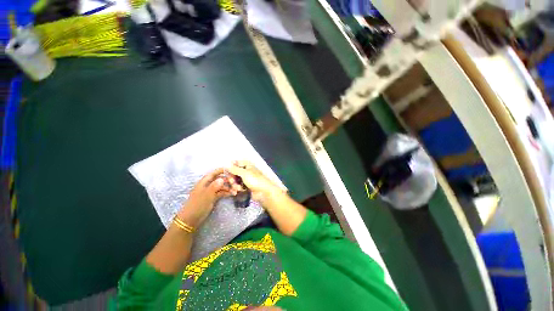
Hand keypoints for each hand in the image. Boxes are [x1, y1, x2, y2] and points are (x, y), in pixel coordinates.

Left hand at [177, 168, 233, 227]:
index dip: (222, 170)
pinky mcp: (213, 198)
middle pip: (219, 179)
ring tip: (237, 190)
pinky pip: (221, 192)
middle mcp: (208, 185)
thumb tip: (222, 178)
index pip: (214, 173)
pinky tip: (233, 194)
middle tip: (236, 183)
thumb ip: (214, 186)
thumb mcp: (206, 195)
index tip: (231, 169)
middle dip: (228, 180)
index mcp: (204, 182)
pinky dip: (227, 192)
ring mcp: (211, 192)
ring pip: (222, 186)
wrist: (191, 220)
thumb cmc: (197, 206)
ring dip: (229, 187)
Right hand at [227, 161, 284, 205]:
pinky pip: (238, 186)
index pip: (236, 163)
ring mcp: (245, 179)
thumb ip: (234, 169)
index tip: (226, 171)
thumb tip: (226, 164)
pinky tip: (238, 191)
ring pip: (235, 180)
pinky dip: (237, 188)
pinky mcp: (245, 187)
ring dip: (234, 184)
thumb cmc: (255, 180)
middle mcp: (246, 171)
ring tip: (238, 188)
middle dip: (232, 178)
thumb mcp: (244, 173)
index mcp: (247, 165)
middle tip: (232, 182)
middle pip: (234, 172)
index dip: (231, 167)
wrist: (263, 192)